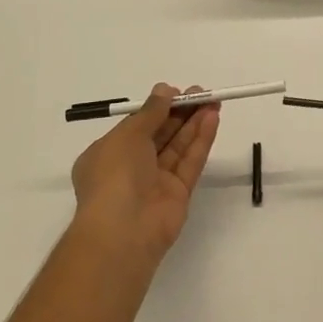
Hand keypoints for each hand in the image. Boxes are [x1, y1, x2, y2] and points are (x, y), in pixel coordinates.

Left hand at [71, 84, 219, 260]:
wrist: (123, 231)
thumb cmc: (114, 176)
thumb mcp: (127, 135)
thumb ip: (150, 112)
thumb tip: (164, 90)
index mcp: (108, 154)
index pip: (136, 126)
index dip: (157, 108)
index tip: (176, 92)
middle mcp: (131, 168)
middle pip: (161, 134)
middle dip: (180, 112)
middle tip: (202, 92)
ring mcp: (155, 182)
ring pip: (178, 146)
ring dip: (194, 123)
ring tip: (214, 100)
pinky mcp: (178, 194)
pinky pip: (190, 162)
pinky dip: (201, 141)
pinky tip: (212, 119)